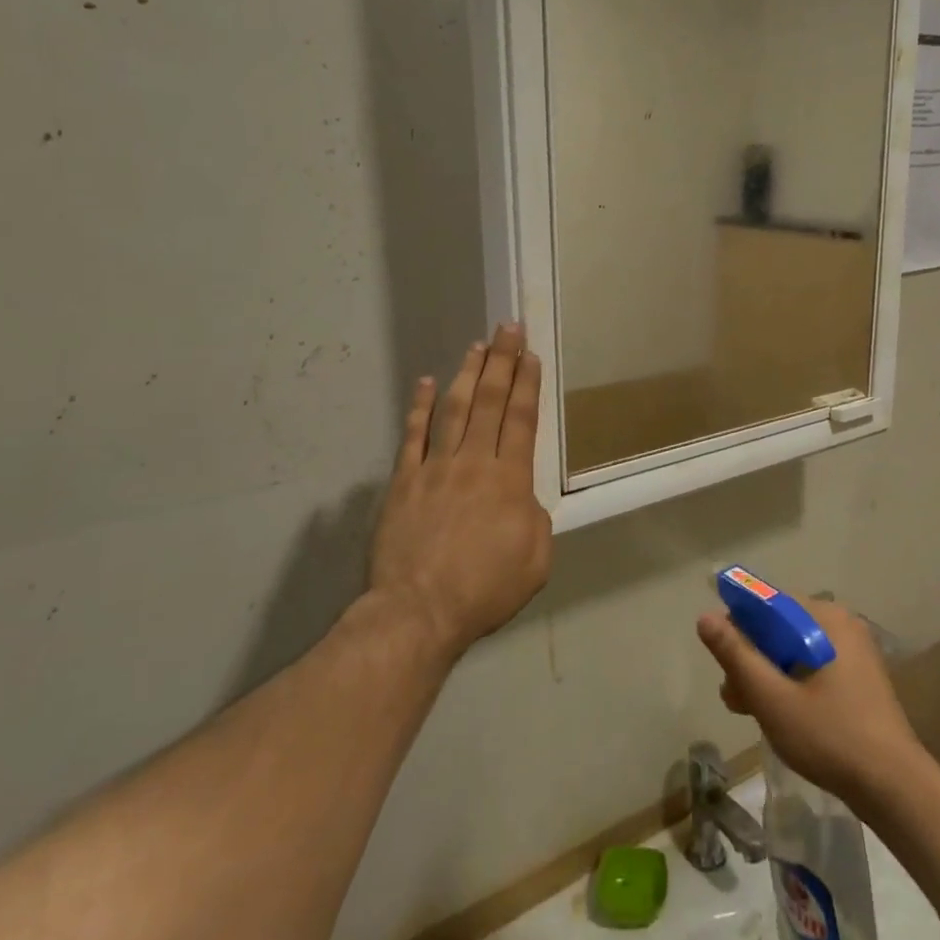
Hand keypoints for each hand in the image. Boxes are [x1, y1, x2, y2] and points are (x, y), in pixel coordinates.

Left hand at [368, 325, 553, 660]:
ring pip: (453, 410)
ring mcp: (435, 468)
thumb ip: (535, 520)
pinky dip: (419, 407)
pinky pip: (412, 436)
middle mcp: (474, 463)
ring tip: (477, 346)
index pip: (521, 420)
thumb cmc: (485, 590)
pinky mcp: (404, 482)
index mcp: (510, 481)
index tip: (530, 355)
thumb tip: (523, 498)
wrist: (419, 611)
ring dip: (467, 374)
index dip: (527, 385)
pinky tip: (426, 382)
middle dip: (502, 362)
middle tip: (507, 328)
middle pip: (489, 402)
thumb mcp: (536, 561)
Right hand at [697, 600, 923, 807]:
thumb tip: (705, 617)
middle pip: (779, 628)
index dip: (737, 627)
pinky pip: (812, 666)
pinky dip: (790, 683)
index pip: (767, 603)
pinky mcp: (858, 677)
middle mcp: (841, 625)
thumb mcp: (772, 698)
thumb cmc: (830, 736)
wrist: (894, 788)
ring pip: (794, 650)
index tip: (723, 664)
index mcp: (825, 618)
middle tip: (735, 697)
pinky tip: (778, 715)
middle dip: (751, 658)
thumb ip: (736, 655)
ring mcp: (854, 651)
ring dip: (767, 675)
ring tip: (749, 711)